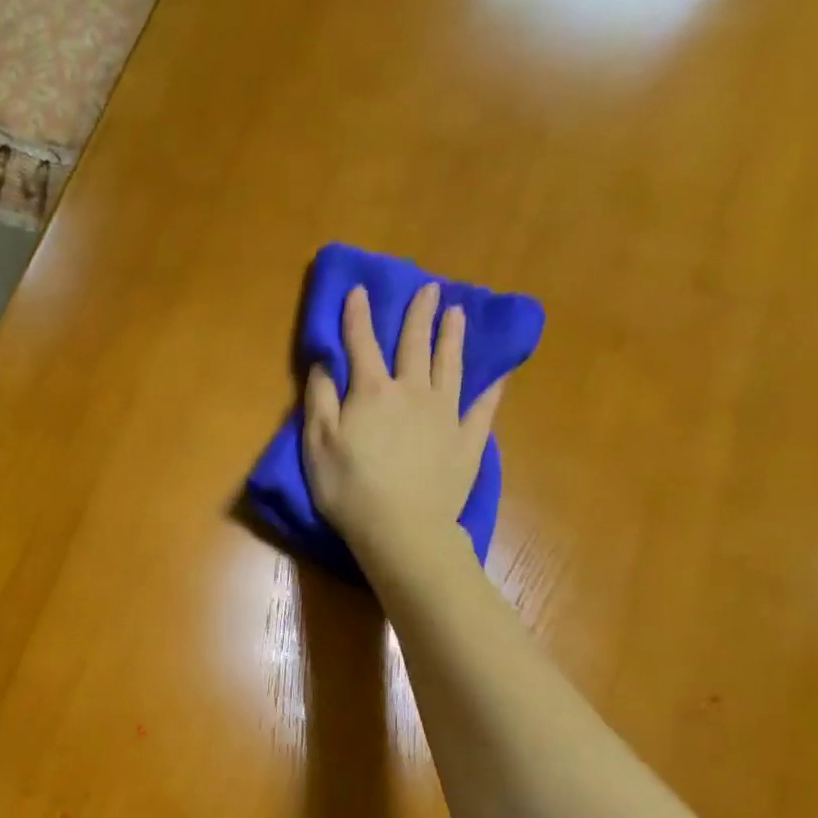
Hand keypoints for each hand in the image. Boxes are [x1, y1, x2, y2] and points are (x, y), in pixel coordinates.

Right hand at [303, 284, 501, 576]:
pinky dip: (492, 387)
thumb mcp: (317, 445)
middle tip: (429, 289)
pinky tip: (500, 374)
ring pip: (451, 366)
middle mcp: (413, 392)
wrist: (401, 528)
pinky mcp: (467, 441)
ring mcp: (445, 414)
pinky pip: (483, 407)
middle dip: (419, 315)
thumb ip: (319, 400)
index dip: (357, 316)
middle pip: (415, 346)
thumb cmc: (348, 489)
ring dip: (453, 338)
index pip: (362, 344)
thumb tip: (324, 363)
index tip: (359, 290)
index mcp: (372, 392)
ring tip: (458, 314)